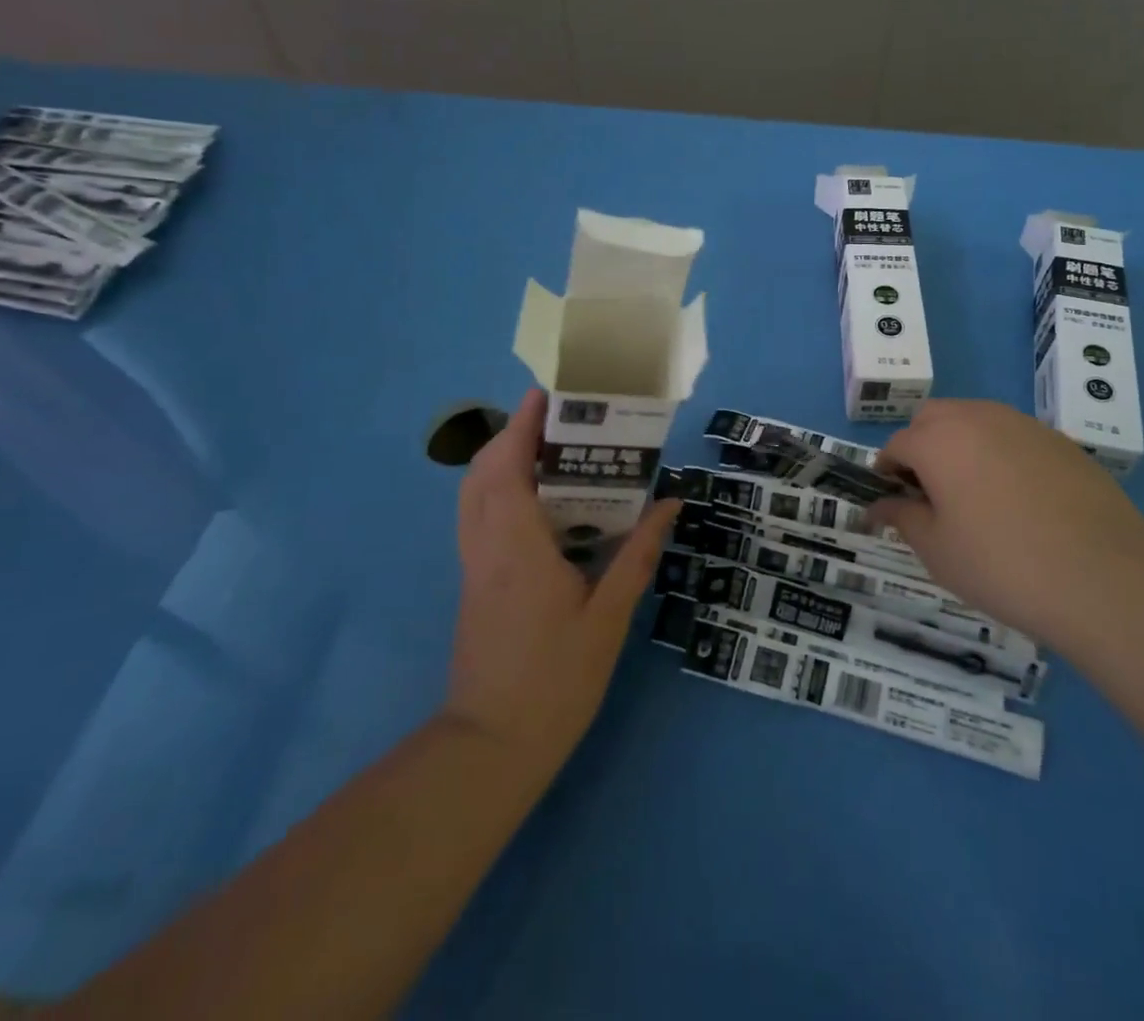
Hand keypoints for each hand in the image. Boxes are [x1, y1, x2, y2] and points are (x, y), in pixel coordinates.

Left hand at [445, 388, 679, 784]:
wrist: (491, 748)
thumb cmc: (555, 681)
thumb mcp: (608, 618)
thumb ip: (637, 556)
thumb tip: (670, 504)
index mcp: (518, 548)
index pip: (508, 469)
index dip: (522, 428)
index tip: (544, 396)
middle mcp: (486, 548)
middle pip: (482, 474)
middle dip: (511, 436)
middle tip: (554, 420)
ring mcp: (473, 567)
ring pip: (473, 496)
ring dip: (500, 461)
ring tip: (546, 450)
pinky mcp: (473, 584)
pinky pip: (478, 518)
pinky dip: (498, 490)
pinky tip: (537, 503)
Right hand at [869, 399, 1143, 645]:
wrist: (1104, 578)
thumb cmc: (1002, 565)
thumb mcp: (937, 550)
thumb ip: (901, 517)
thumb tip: (878, 505)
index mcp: (938, 440)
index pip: (896, 444)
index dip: (886, 473)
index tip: (893, 505)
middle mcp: (977, 417)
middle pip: (933, 418)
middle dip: (920, 447)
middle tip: (931, 496)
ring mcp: (1023, 424)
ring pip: (975, 420)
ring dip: (960, 446)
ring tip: (974, 498)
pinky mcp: (1059, 441)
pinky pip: (1013, 436)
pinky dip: (1000, 455)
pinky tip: (1019, 501)